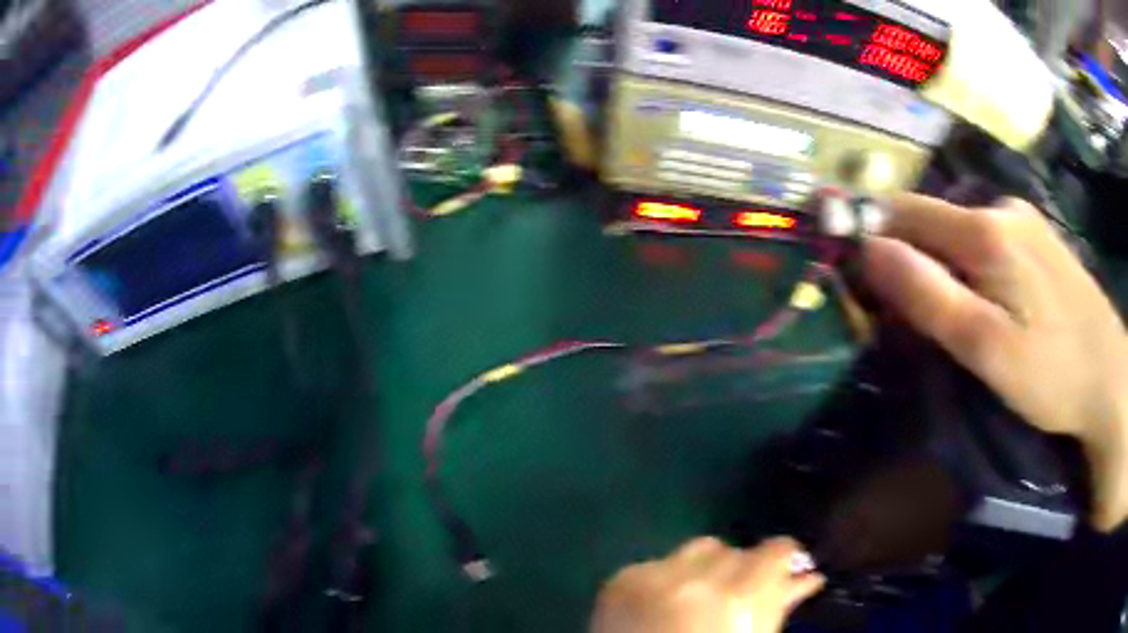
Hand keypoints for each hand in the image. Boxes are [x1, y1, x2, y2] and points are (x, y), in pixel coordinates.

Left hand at [590, 537, 824, 632]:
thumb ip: (779, 607)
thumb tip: (806, 578)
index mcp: (741, 600)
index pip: (777, 550)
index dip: (785, 559)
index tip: (787, 570)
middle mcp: (698, 579)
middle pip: (737, 551)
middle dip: (744, 572)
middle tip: (739, 598)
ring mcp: (653, 576)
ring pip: (699, 549)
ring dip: (708, 568)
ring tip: (701, 599)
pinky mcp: (619, 581)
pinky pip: (658, 563)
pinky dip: (668, 580)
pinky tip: (664, 607)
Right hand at [862, 194, 1127, 530]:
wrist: (1109, 376)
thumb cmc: (1052, 374)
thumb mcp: (986, 350)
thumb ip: (929, 297)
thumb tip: (869, 249)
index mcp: (984, 231)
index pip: (903, 213)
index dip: (873, 239)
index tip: (862, 286)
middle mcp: (1001, 207)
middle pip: (933, 220)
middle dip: (910, 258)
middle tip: (912, 320)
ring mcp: (1024, 218)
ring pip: (960, 230)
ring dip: (943, 263)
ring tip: (954, 317)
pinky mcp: (1039, 234)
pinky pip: (988, 237)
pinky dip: (971, 263)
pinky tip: (989, 299)